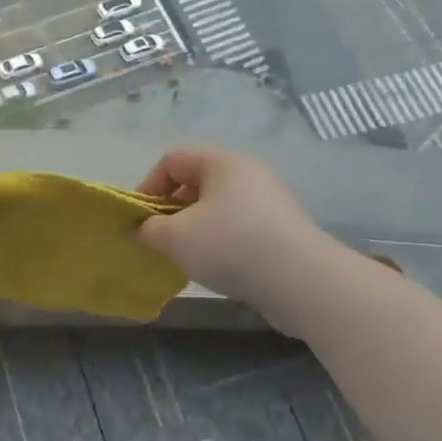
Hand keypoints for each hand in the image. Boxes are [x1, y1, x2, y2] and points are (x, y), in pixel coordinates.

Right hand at [135, 148, 322, 317]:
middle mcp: (248, 173)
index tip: (141, 220)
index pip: (172, 160)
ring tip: (187, 259)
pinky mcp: (282, 229)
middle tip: (162, 241)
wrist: (299, 279)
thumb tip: (142, 231)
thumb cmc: (229, 245)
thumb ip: (148, 230)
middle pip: (196, 183)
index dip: (148, 186)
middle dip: (171, 211)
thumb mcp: (174, 237)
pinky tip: (218, 268)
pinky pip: (239, 227)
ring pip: (218, 208)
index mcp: (221, 163)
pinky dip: (221, 243)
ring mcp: (269, 201)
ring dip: (196, 230)